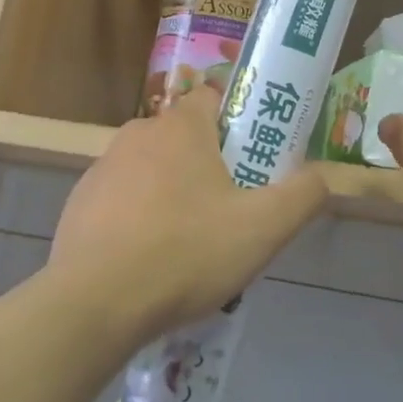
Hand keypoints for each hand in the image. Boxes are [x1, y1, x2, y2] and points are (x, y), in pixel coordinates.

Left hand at [45, 85, 327, 339]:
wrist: (93, 304)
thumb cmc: (185, 253)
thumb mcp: (263, 229)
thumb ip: (303, 195)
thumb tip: (323, 176)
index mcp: (181, 127)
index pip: (214, 98)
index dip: (239, 122)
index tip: (255, 158)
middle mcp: (138, 134)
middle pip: (185, 137)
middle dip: (209, 165)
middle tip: (232, 209)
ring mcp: (102, 168)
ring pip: (152, 169)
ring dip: (173, 193)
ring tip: (191, 244)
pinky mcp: (79, 203)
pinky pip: (122, 199)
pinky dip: (138, 217)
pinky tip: (149, 259)